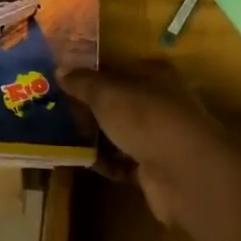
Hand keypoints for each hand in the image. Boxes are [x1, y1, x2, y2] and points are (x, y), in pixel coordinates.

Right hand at [61, 66, 240, 226]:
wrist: (183, 171)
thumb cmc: (145, 117)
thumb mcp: (107, 93)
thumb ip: (83, 82)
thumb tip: (60, 71)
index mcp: (154, 75)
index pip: (118, 69)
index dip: (91, 75)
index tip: (62, 83)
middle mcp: (160, 102)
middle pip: (118, 102)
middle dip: (90, 109)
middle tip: (57, 113)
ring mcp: (159, 137)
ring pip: (120, 133)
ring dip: (96, 137)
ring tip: (62, 138)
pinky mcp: (155, 168)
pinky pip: (123, 162)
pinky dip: (106, 163)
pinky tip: (82, 162)